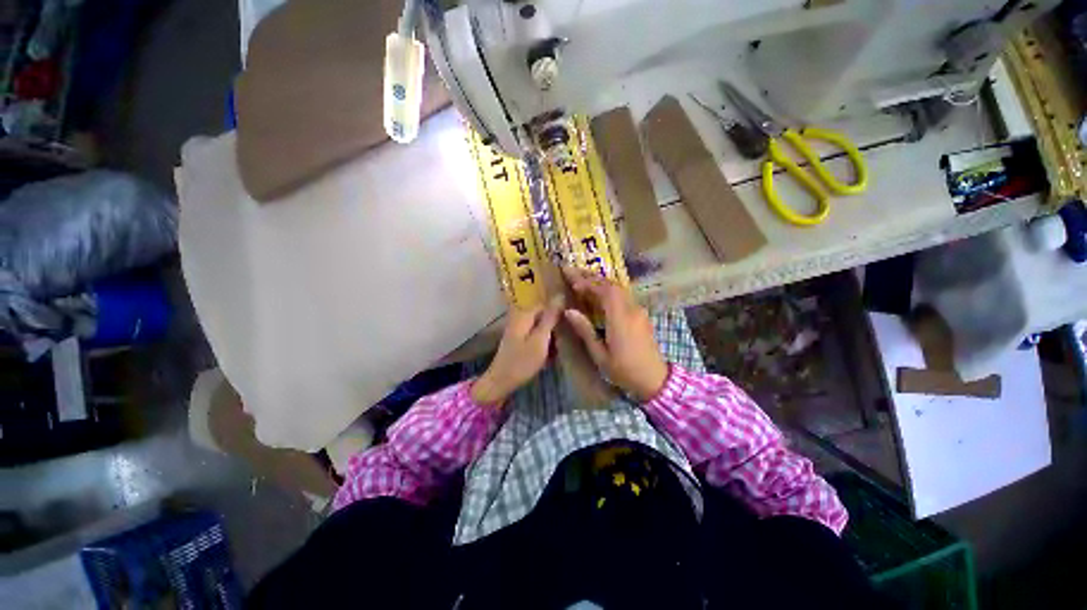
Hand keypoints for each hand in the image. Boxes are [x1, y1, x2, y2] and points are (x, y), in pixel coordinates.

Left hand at [471, 299, 563, 406]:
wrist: (500, 383)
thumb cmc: (521, 362)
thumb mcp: (540, 340)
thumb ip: (550, 318)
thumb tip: (560, 296)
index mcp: (524, 315)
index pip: (546, 304)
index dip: (559, 312)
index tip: (571, 323)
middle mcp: (520, 318)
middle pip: (544, 316)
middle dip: (555, 326)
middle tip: (565, 340)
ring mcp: (519, 330)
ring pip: (541, 328)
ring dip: (551, 337)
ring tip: (558, 350)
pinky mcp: (519, 341)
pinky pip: (536, 337)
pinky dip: (544, 344)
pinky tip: (550, 356)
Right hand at [561, 267, 668, 401]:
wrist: (654, 380)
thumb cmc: (624, 370)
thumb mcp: (600, 355)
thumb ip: (585, 331)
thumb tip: (569, 311)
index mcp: (620, 319)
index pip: (604, 291)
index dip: (587, 282)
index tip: (571, 278)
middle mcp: (631, 310)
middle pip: (612, 286)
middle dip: (591, 277)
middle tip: (572, 272)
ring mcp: (638, 311)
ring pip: (618, 289)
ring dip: (600, 282)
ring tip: (582, 278)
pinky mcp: (641, 315)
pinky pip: (623, 296)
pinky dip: (608, 290)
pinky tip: (599, 293)